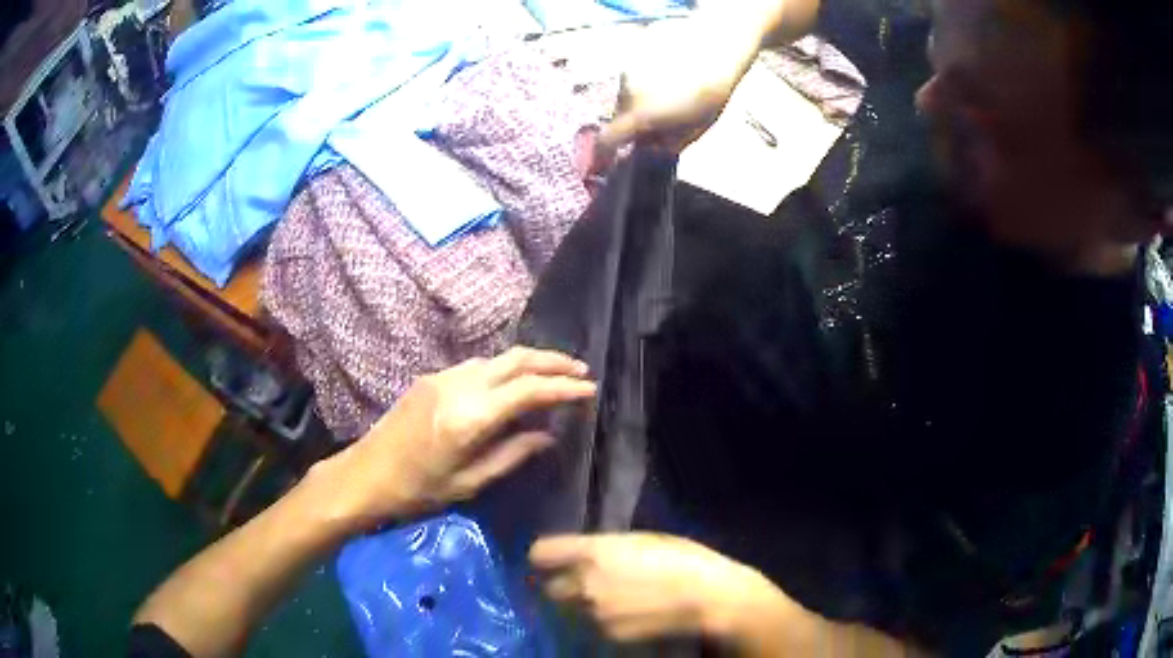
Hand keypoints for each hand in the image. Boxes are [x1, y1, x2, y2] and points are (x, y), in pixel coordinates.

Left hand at [320, 347, 595, 529]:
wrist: (364, 475)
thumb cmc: (417, 490)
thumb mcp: (469, 483)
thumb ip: (511, 454)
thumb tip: (547, 435)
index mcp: (469, 417)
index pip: (528, 390)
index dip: (563, 388)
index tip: (589, 390)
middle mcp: (458, 386)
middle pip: (515, 359)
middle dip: (552, 362)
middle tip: (580, 373)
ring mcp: (442, 377)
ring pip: (496, 358)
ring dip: (528, 363)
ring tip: (554, 377)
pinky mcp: (431, 378)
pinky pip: (477, 366)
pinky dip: (504, 370)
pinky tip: (513, 385)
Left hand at [530, 533, 808, 645]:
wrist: (710, 599)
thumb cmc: (684, 560)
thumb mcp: (644, 540)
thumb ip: (606, 548)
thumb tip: (584, 553)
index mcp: (594, 552)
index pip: (540, 553)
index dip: (546, 557)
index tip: (554, 560)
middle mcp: (585, 583)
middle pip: (549, 588)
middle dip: (562, 586)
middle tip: (585, 584)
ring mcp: (595, 614)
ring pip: (571, 610)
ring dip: (582, 606)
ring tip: (613, 602)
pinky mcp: (609, 636)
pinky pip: (593, 626)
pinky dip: (602, 622)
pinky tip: (628, 616)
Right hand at [597, 16, 758, 157]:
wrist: (717, 49)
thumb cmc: (710, 94)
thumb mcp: (694, 131)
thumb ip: (666, 145)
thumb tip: (650, 149)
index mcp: (639, 115)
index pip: (607, 139)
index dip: (604, 152)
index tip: (609, 158)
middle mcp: (626, 91)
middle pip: (619, 114)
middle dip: (632, 123)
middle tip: (656, 123)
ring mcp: (629, 70)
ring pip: (626, 93)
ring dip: (639, 100)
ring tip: (667, 95)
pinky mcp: (635, 55)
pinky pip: (634, 75)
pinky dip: (645, 81)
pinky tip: (667, 76)